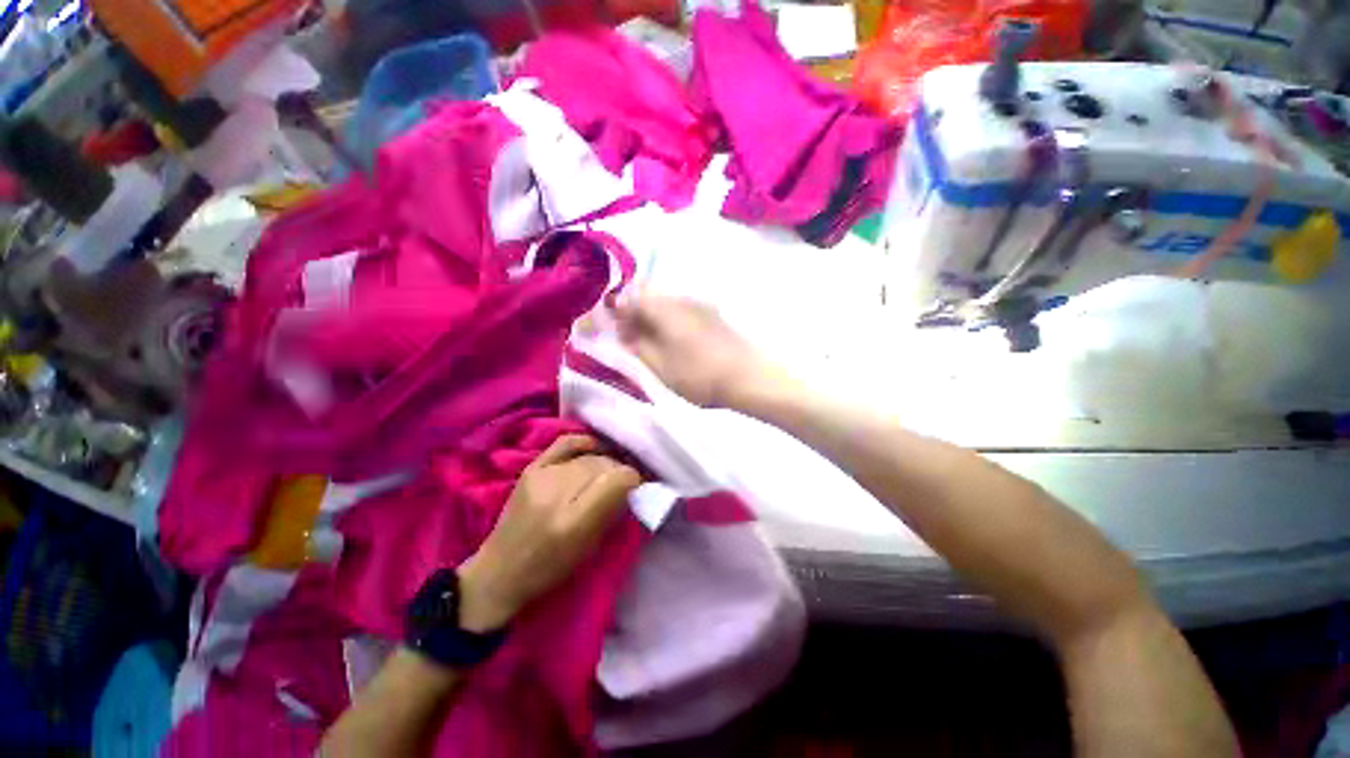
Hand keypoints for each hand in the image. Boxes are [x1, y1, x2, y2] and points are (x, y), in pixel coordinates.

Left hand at [458, 435, 639, 631]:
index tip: (637, 485)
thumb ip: (612, 512)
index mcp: (574, 522)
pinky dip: (584, 443)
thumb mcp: (589, 548)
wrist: (501, 570)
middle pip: (603, 465)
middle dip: (619, 471)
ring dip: (604, 462)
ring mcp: (541, 477)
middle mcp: (556, 494)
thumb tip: (630, 484)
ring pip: (588, 456)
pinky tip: (593, 450)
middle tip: (623, 482)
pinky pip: (565, 443)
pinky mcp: (531, 468)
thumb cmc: (550, 569)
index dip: (632, 479)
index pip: (616, 481)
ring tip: (607, 473)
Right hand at [614, 294, 775, 407]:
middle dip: (635, 313)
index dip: (617, 313)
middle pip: (648, 296)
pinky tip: (675, 340)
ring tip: (653, 343)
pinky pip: (682, 310)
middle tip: (633, 339)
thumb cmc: (699, 375)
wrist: (749, 376)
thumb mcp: (660, 367)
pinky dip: (671, 320)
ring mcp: (700, 304)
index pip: (630, 299)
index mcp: (663, 308)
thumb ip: (638, 346)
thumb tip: (625, 332)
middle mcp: (680, 298)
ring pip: (666, 302)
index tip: (615, 332)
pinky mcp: (713, 314)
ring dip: (653, 317)